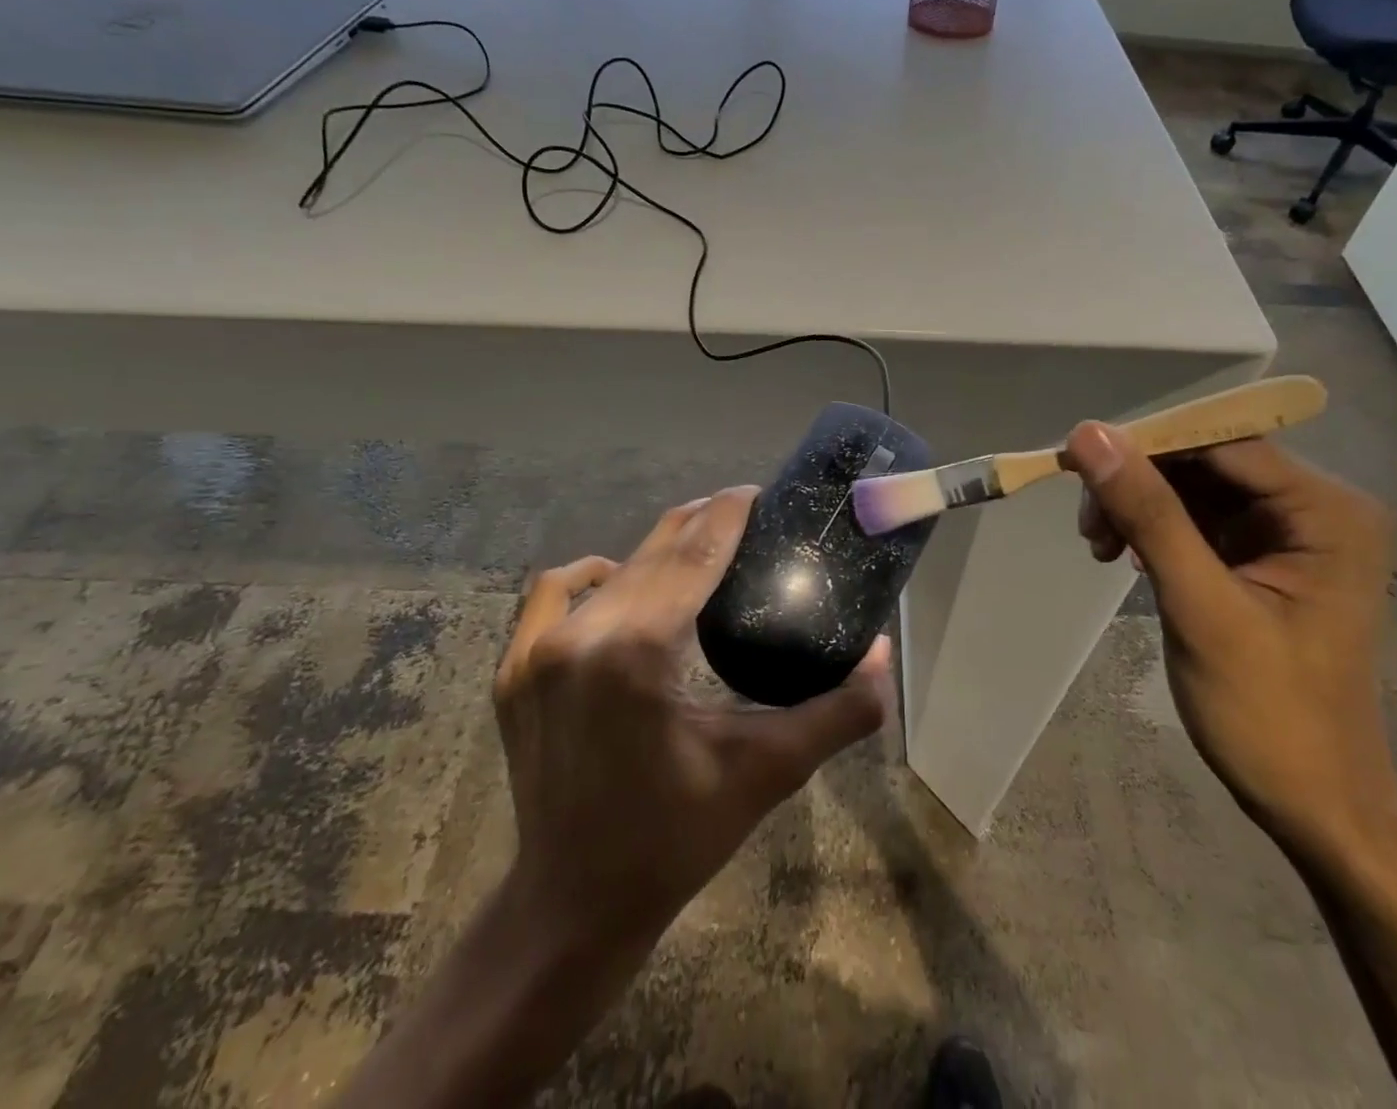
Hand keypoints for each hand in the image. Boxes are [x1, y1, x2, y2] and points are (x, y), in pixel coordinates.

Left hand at [495, 486, 891, 950]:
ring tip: (694, 555)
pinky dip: (593, 577)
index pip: (692, 554)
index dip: (727, 513)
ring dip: (656, 552)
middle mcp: (579, 636)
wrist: (572, 904)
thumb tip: (883, 654)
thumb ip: (836, 712)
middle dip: (700, 524)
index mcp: (637, 653)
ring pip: (610, 569)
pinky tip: (617, 586)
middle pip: (653, 552)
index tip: (756, 492)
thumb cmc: (675, 838)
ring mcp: (536, 651)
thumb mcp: (767, 773)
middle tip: (742, 517)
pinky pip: (554, 591)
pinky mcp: (513, 669)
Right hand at [1065, 424, 1396, 861]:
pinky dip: (1153, 530)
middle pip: (1205, 460)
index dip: (1146, 443)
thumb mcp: (1200, 606)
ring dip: (1138, 507)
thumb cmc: (1268, 713)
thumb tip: (1089, 435)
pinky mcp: (1261, 557)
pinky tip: (1125, 557)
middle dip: (1139, 482)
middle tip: (1087, 524)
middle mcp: (1315, 507)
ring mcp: (1289, 533)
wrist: (1314, 805)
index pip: (1222, 442)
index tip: (1076, 462)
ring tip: (1099, 546)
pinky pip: (1196, 518)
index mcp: (1326, 511)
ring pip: (1193, 487)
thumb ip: (1148, 513)